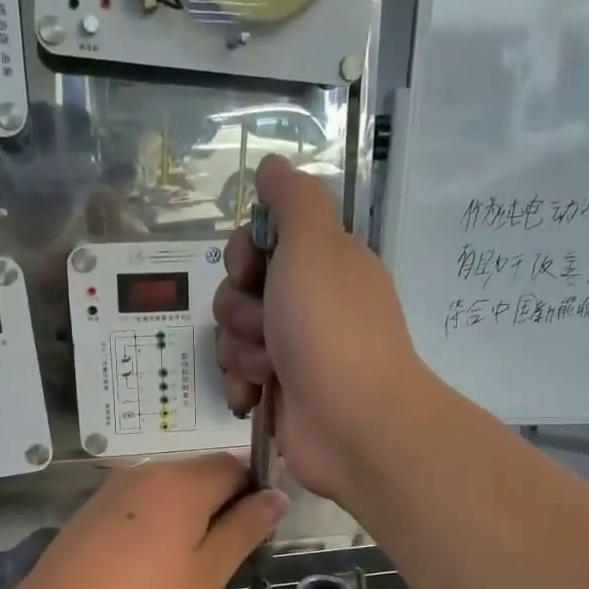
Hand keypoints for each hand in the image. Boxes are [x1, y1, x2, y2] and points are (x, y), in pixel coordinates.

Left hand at [14, 456, 288, 588]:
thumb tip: (278, 496)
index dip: (253, 495)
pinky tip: (146, 566)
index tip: (253, 537)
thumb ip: (245, 529)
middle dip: (221, 507)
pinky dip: (157, 524)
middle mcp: (147, 471)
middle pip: (201, 474)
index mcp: (182, 481)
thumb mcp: (207, 573)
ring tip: (183, 569)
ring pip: (170, 490)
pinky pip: (141, 504)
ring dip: (189, 517)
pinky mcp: (92, 509)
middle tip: (220, 561)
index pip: (236, 465)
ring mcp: (114, 488)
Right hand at [213, 156, 430, 503]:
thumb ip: (293, 198)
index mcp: (323, 262)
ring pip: (234, 334)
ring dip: (241, 349)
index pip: (261, 240)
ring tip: (269, 368)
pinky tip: (255, 396)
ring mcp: (296, 350)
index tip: (251, 268)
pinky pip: (239, 375)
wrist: (354, 423)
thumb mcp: (315, 243)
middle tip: (267, 325)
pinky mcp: (282, 391)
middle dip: (240, 308)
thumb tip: (273, 166)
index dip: (244, 252)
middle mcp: (310, 302)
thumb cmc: (331, 327)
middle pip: (240, 289)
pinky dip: (242, 384)